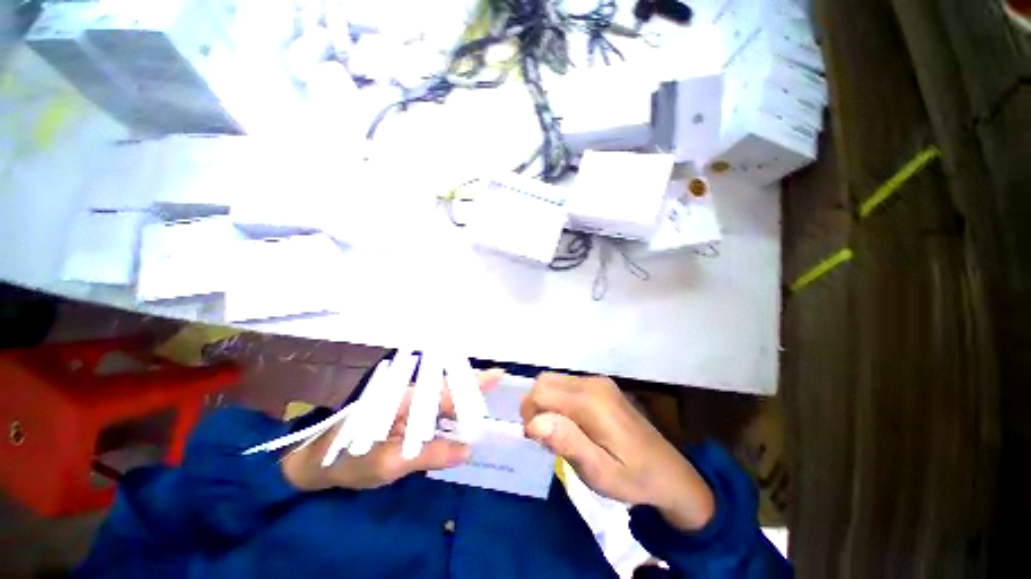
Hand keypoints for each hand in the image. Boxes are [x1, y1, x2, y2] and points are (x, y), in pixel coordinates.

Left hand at [283, 369, 504, 491]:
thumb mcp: (389, 464)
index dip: (474, 382)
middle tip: (497, 394)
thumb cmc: (348, 460)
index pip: (447, 389)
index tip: (499, 374)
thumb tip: (468, 449)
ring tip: (484, 409)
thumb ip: (429, 454)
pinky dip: (451, 413)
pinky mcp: (405, 411)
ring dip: (464, 402)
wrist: (315, 460)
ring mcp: (407, 402)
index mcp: (405, 399)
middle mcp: (410, 394)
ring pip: (442, 398)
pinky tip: (461, 419)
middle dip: (474, 390)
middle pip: (449, 389)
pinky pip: (434, 410)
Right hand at [521, 373, 714, 530]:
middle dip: (534, 407)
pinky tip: (569, 424)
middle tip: (545, 438)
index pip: (541, 393)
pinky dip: (556, 401)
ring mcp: (597, 381)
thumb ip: (567, 443)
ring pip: (553, 381)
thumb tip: (534, 422)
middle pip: (544, 382)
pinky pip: (565, 385)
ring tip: (557, 433)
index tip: (537, 441)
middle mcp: (592, 383)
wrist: (670, 472)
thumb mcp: (600, 473)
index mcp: (591, 401)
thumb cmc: (633, 478)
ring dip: (545, 404)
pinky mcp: (600, 386)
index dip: (530, 415)